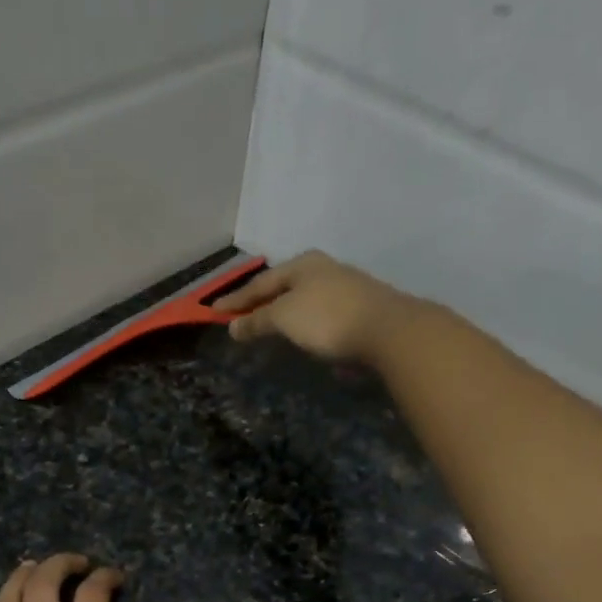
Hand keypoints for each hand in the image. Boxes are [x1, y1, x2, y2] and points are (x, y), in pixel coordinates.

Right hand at [220, 250, 414, 362]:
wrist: (388, 330)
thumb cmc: (327, 318)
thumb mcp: (284, 318)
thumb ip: (257, 321)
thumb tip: (233, 327)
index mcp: (303, 265)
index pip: (260, 283)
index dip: (235, 299)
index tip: (213, 311)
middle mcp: (325, 270)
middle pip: (284, 287)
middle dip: (262, 302)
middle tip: (241, 316)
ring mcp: (346, 289)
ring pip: (305, 300)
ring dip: (285, 313)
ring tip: (270, 328)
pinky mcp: (361, 310)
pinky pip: (323, 315)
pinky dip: (306, 324)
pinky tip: (305, 336)